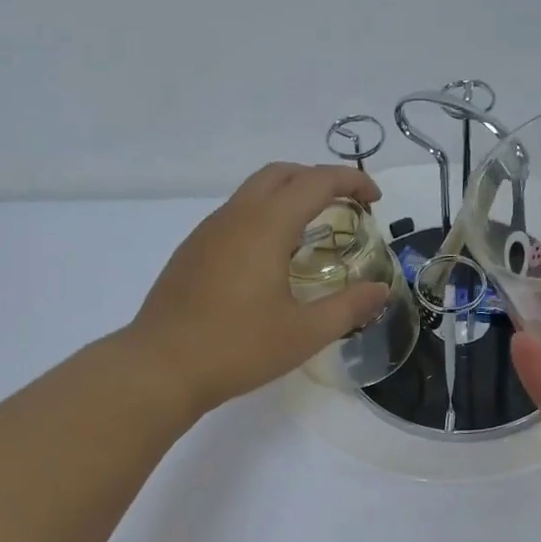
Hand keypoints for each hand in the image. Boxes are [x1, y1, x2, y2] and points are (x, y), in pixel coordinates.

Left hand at [129, 162, 390, 416]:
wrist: (160, 368)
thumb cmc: (237, 347)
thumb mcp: (304, 333)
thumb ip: (349, 307)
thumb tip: (381, 290)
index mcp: (265, 226)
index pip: (316, 181)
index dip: (351, 181)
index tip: (375, 200)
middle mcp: (235, 216)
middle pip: (282, 173)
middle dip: (319, 178)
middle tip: (346, 206)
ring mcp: (208, 231)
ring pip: (254, 191)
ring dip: (289, 196)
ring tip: (313, 232)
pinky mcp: (192, 250)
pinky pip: (236, 214)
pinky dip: (265, 216)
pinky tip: (272, 258)